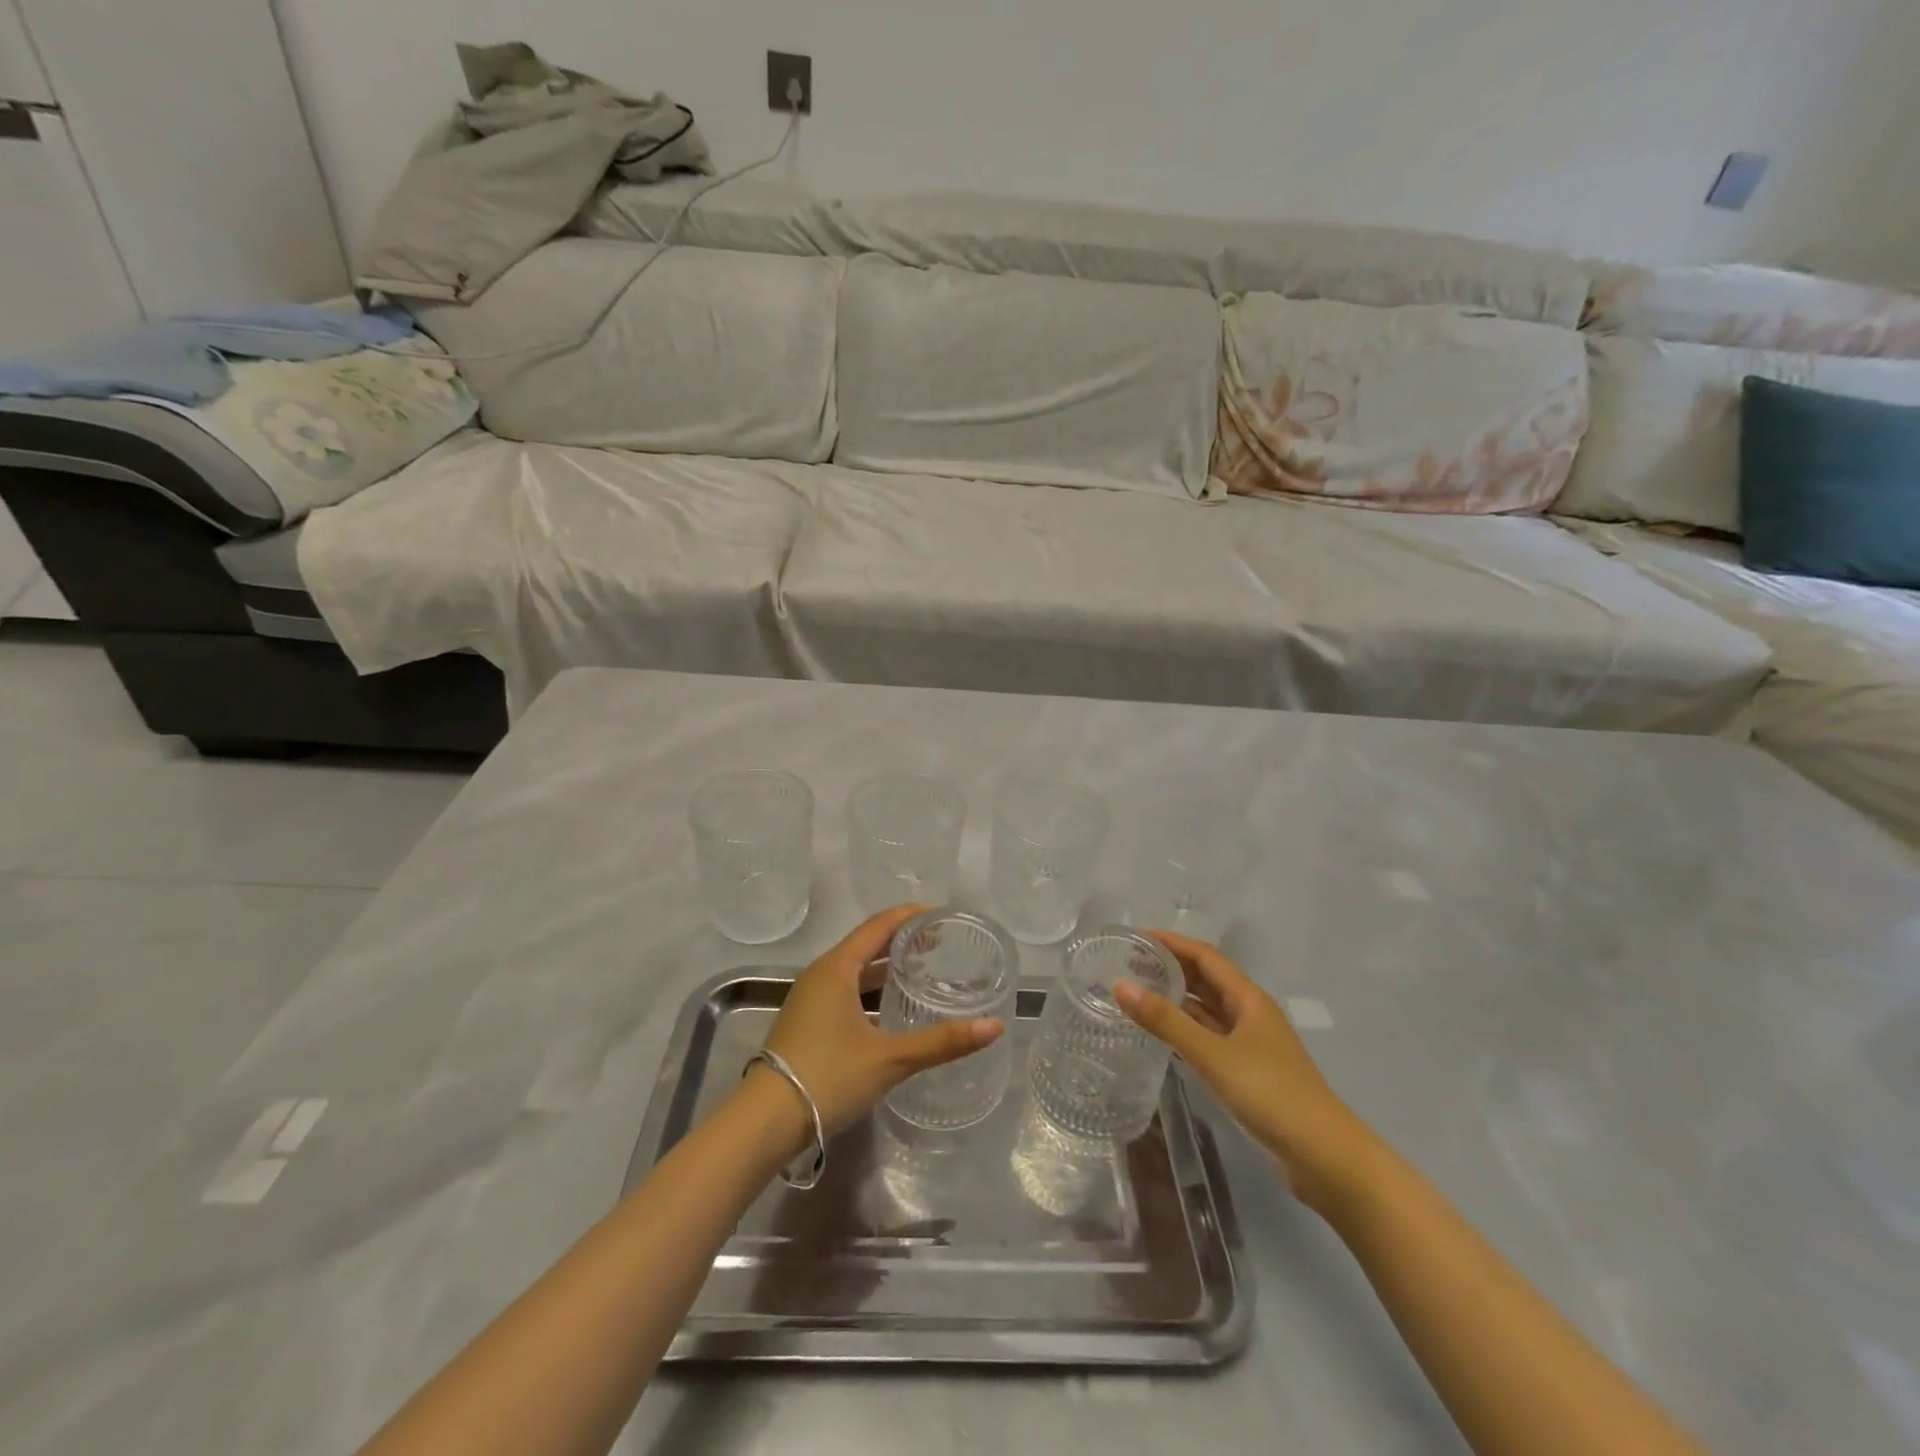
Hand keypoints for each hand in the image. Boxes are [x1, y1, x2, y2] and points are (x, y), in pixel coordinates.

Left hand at [756, 905, 1004, 1138]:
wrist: (765, 1121)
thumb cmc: (827, 1076)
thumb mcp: (889, 1059)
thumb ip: (941, 1042)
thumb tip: (994, 1027)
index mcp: (837, 968)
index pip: (880, 925)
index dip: (912, 916)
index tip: (943, 916)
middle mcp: (821, 974)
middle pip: (868, 944)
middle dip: (903, 940)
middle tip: (940, 943)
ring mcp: (810, 998)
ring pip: (855, 969)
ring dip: (887, 966)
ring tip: (921, 969)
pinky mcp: (807, 1020)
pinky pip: (845, 989)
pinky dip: (871, 988)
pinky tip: (890, 1008)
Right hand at [1115, 931, 1370, 1206]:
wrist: (1324, 1157)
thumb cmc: (1271, 1094)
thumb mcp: (1213, 1055)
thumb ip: (1166, 1021)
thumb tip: (1120, 985)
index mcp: (1249, 999)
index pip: (1205, 956)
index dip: (1171, 942)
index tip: (1135, 937)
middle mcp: (1250, 1013)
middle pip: (1206, 979)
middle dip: (1170, 967)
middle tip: (1128, 964)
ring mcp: (1250, 1043)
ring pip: (1207, 1009)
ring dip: (1176, 998)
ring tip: (1137, 993)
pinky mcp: (1247, 1071)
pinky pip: (1209, 1037)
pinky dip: (1185, 1029)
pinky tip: (1161, 1035)